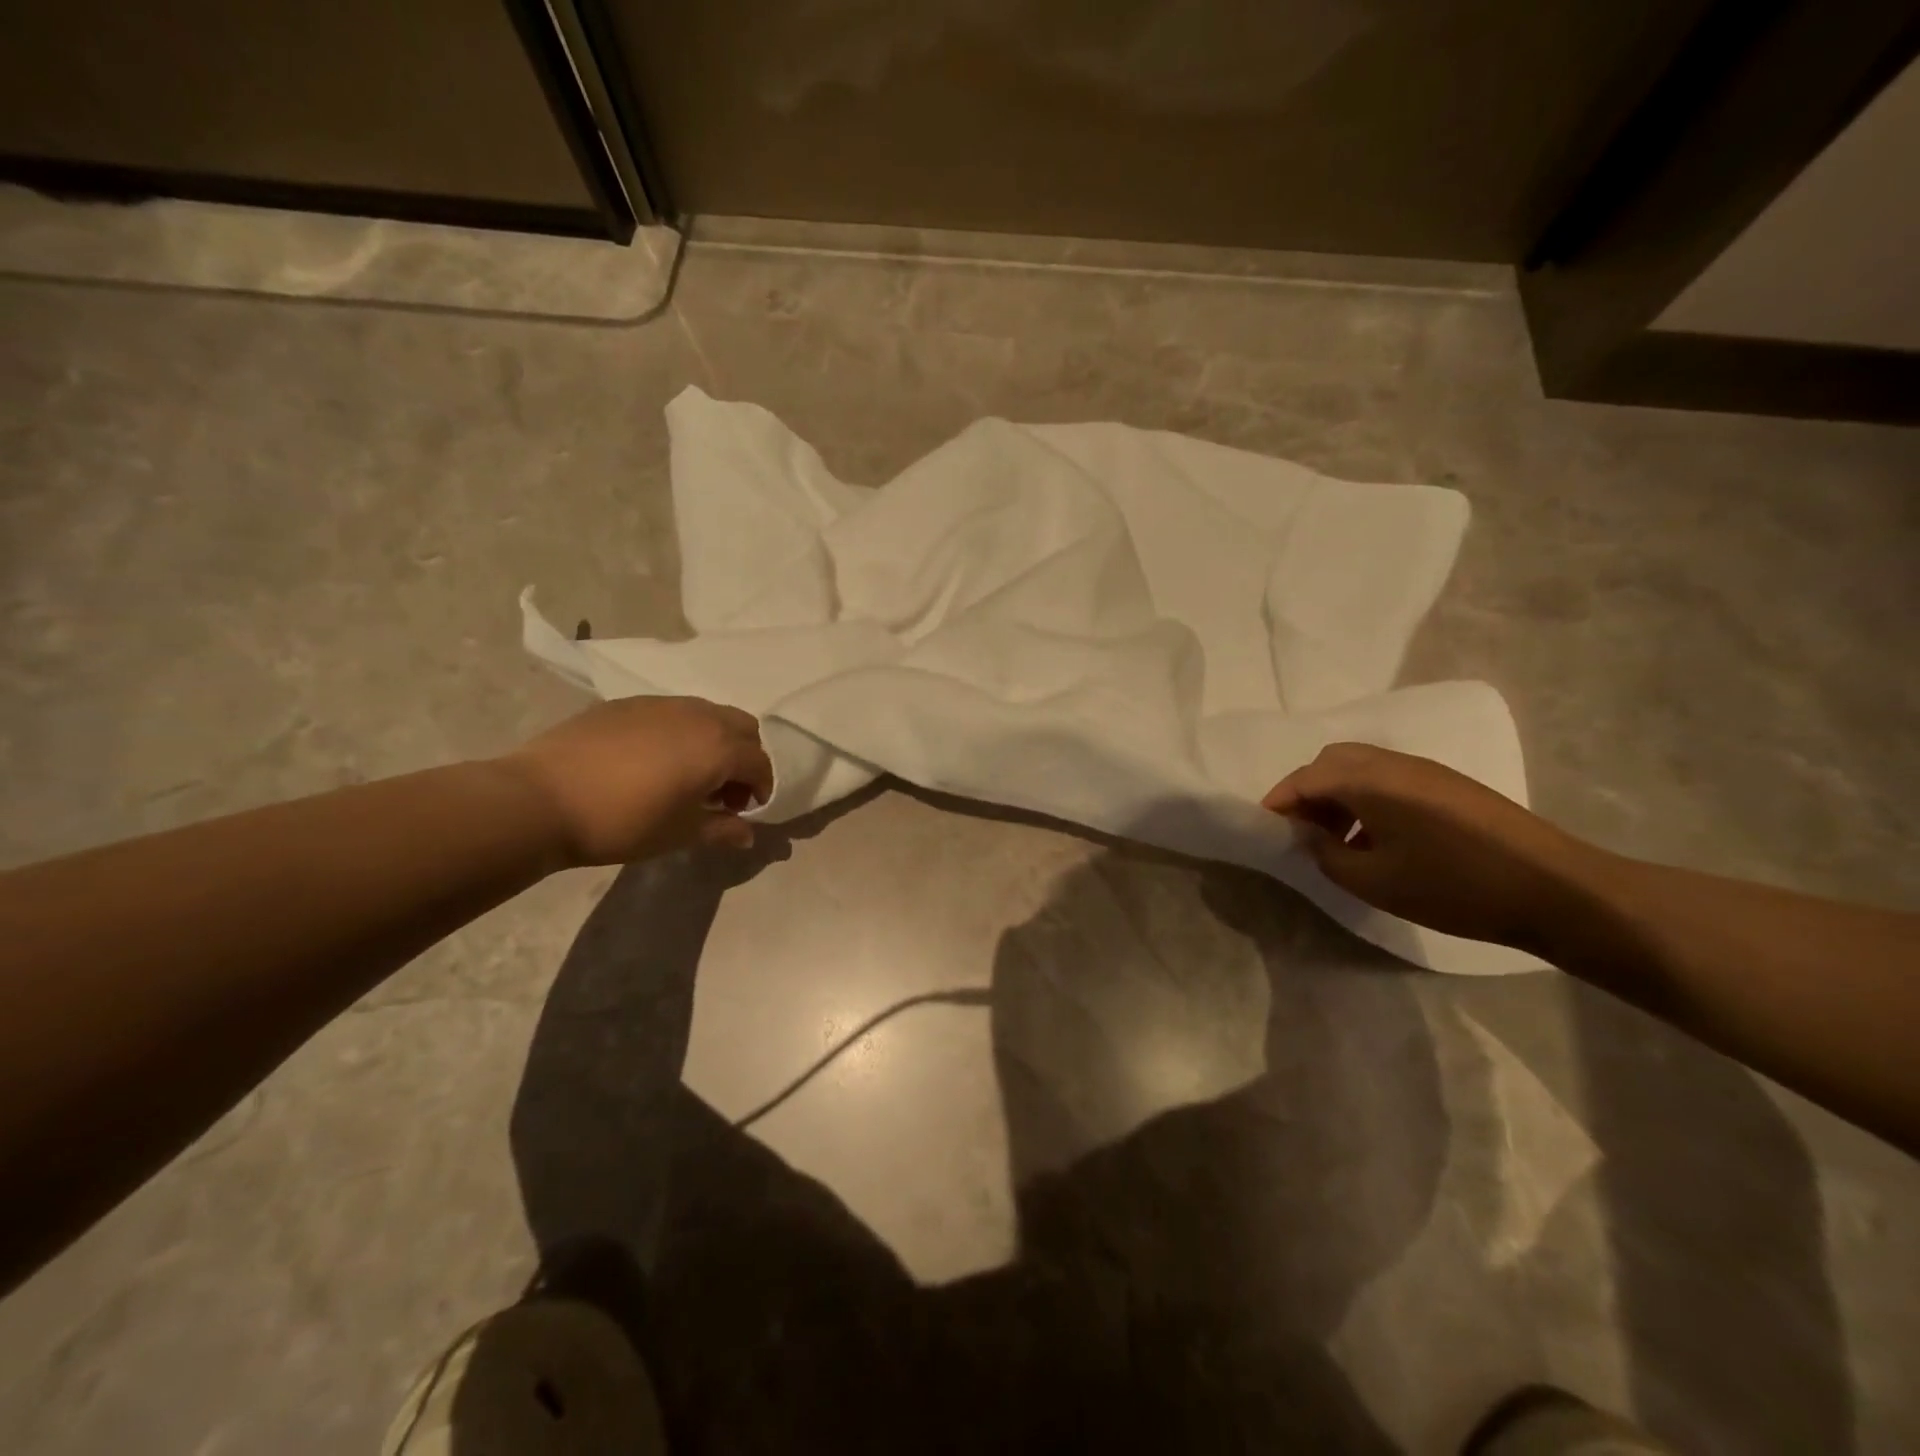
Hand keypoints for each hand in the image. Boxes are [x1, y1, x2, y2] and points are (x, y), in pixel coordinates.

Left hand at [500, 697, 774, 865]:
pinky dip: (680, 732)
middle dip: (744, 757)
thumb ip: (722, 829)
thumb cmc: (622, 822)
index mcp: (719, 748)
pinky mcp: (628, 703)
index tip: (745, 811)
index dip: (761, 788)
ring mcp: (662, 704)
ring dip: (714, 741)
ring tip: (689, 774)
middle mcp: (699, 716)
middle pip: (742, 727)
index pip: (759, 762)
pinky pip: (672, 711)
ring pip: (708, 713)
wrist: (542, 799)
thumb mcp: (679, 833)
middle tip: (723, 790)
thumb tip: (747, 834)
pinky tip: (652, 761)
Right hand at [1261, 743, 1601, 950]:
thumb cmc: (1452, 886)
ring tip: (1337, 839)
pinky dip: (1367, 798)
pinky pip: (1389, 778)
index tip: (1266, 826)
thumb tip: (1308, 835)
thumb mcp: (1374, 881)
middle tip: (1301, 828)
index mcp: (1368, 781)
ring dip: (1338, 794)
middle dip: (1308, 790)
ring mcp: (1425, 770)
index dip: (1280, 801)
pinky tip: (1378, 838)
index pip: (1305, 778)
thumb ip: (1327, 854)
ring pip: (1362, 767)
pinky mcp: (1449, 785)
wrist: (1554, 889)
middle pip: (1332, 761)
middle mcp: (1393, 764)